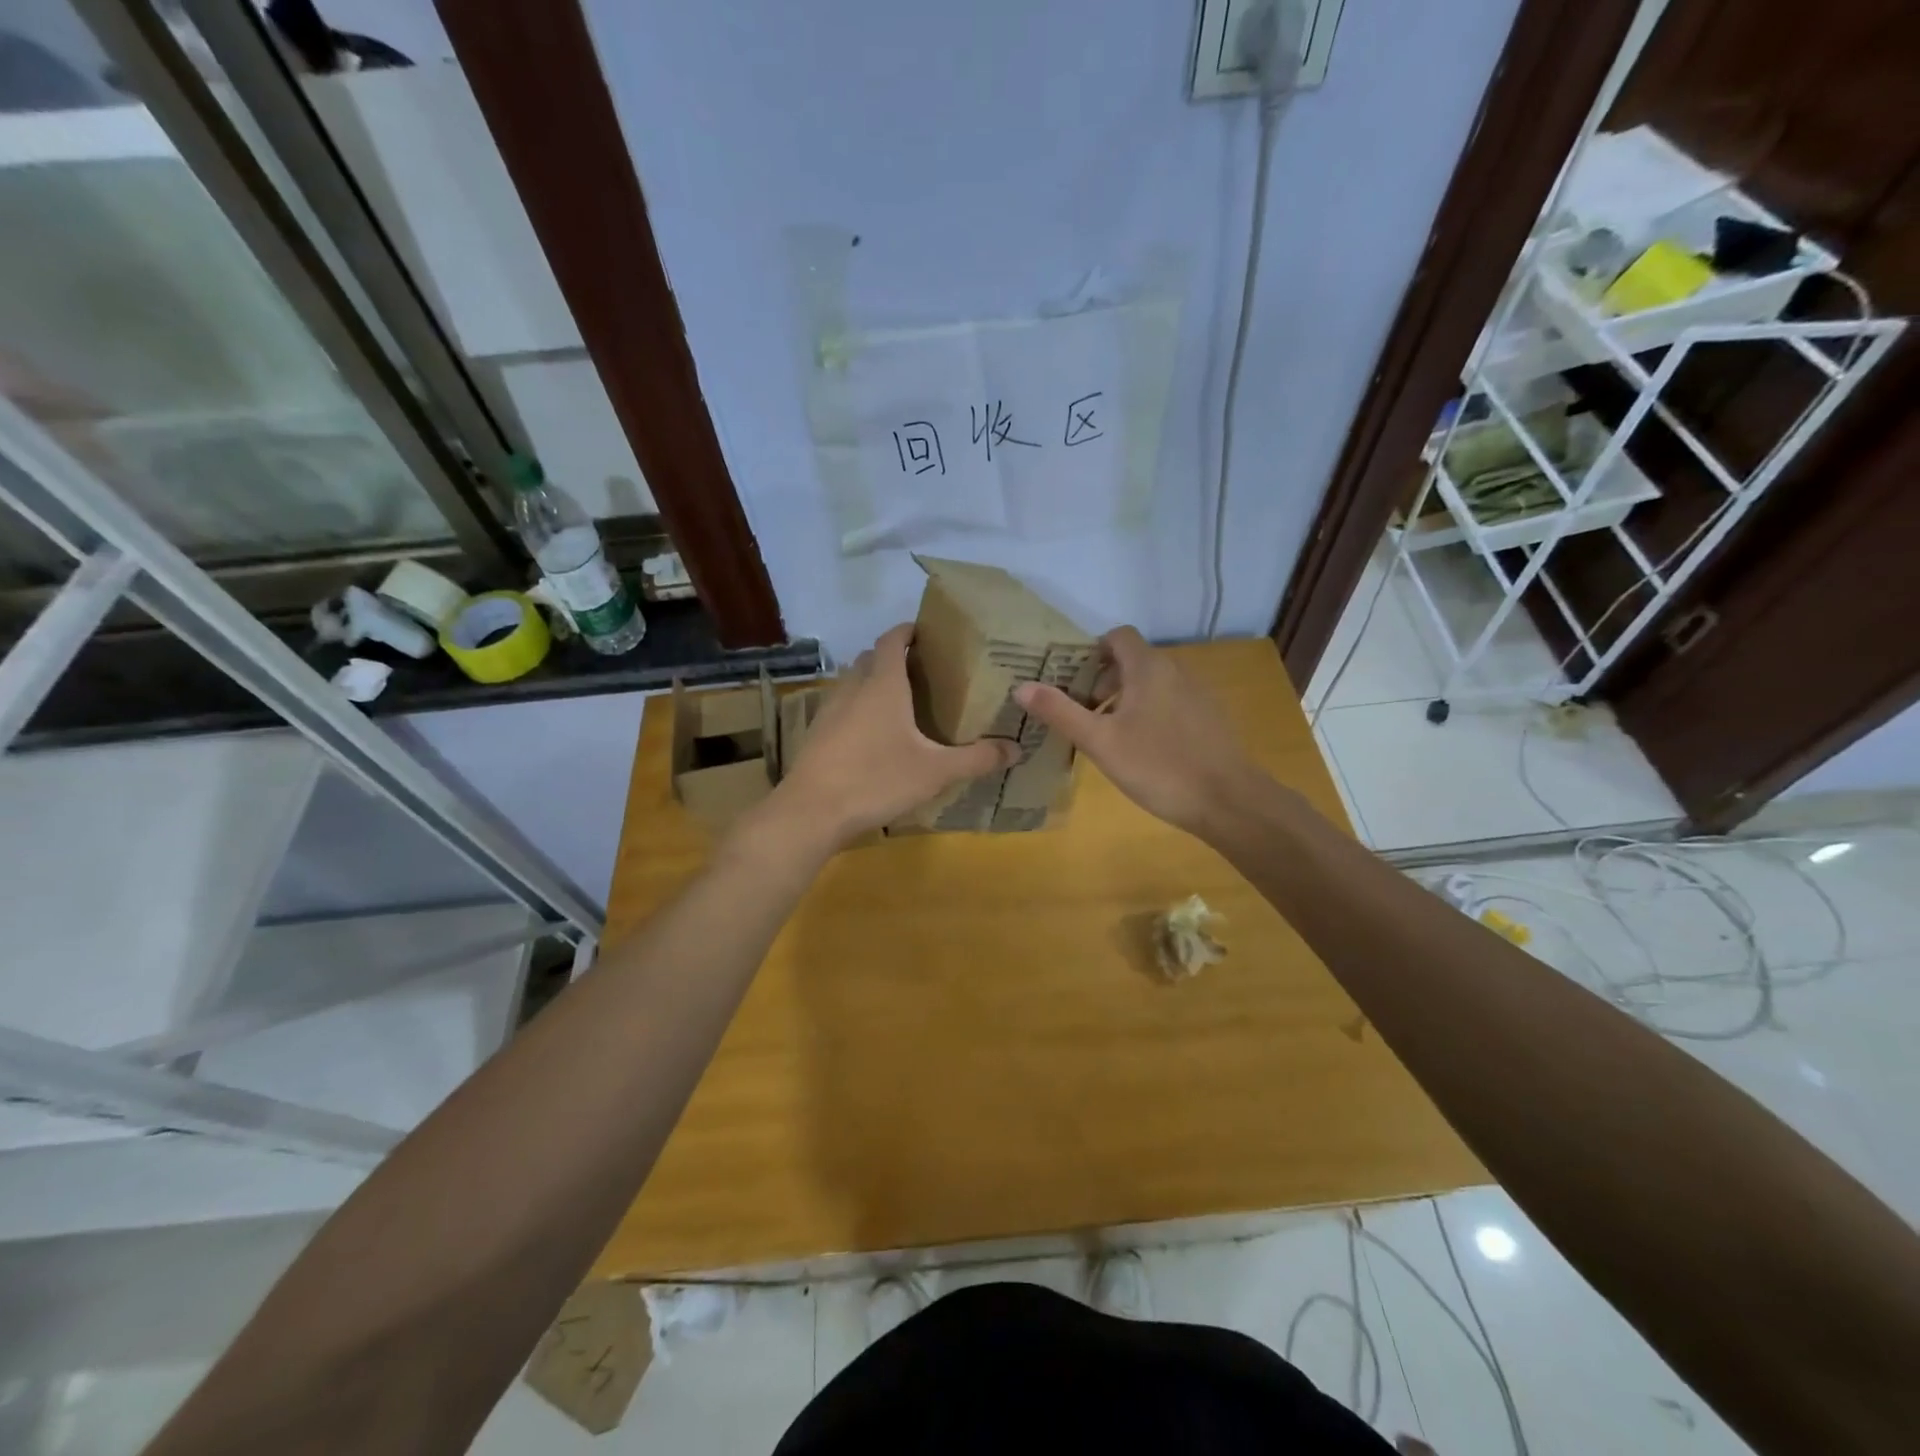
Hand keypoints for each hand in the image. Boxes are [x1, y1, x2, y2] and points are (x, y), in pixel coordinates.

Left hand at [770, 624, 1018, 846]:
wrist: (812, 811)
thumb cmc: (877, 780)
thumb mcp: (936, 772)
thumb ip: (977, 759)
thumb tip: (1017, 749)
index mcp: (883, 685)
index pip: (892, 640)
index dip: (908, 631)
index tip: (927, 633)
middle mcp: (853, 688)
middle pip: (870, 658)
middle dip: (893, 656)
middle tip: (922, 671)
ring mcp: (829, 710)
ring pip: (852, 682)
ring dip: (872, 682)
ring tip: (900, 703)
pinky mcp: (817, 734)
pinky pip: (841, 707)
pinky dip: (858, 708)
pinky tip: (873, 736)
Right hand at [1013, 626, 1263, 836]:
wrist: (1229, 800)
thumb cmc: (1158, 766)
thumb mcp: (1100, 741)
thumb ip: (1060, 712)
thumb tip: (1022, 686)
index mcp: (1149, 668)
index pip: (1118, 637)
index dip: (1092, 652)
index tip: (1072, 681)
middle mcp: (1176, 671)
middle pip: (1133, 661)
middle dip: (1104, 681)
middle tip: (1084, 714)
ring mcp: (1198, 695)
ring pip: (1153, 684)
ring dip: (1126, 700)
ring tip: (1109, 735)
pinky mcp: (1210, 719)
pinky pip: (1171, 703)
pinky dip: (1150, 714)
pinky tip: (1143, 751)